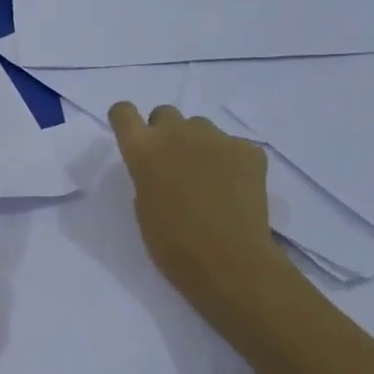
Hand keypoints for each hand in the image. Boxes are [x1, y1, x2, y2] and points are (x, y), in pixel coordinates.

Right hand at [108, 101, 291, 325]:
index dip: (126, 120)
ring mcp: (217, 138)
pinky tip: (234, 189)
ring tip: (207, 178)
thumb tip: (161, 168)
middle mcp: (177, 134)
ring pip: (201, 127)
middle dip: (165, 132)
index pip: (123, 112)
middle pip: (165, 113)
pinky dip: (230, 161)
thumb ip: (146, 176)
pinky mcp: (249, 150)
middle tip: (172, 163)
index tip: (132, 136)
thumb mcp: (143, 206)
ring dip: (198, 144)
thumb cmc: (172, 244)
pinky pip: (233, 145)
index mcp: (143, 150)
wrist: (229, 261)